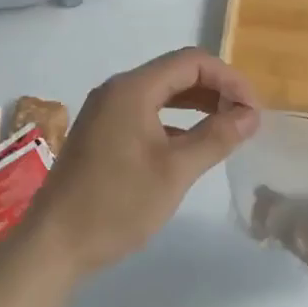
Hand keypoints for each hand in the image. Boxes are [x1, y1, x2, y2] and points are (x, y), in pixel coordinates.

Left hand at [22, 48, 259, 279]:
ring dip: (196, 105)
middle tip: (246, 118)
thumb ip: (216, 137)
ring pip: (161, 93)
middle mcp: (117, 89)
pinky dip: (174, 121)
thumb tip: (250, 114)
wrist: (53, 244)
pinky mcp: (101, 132)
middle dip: (215, 89)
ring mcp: (105, 111)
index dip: (229, 78)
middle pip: (176, 73)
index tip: (254, 108)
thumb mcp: (175, 172)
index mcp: (133, 89)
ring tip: (227, 127)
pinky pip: (146, 112)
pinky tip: (192, 144)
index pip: (191, 62)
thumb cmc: (117, 204)